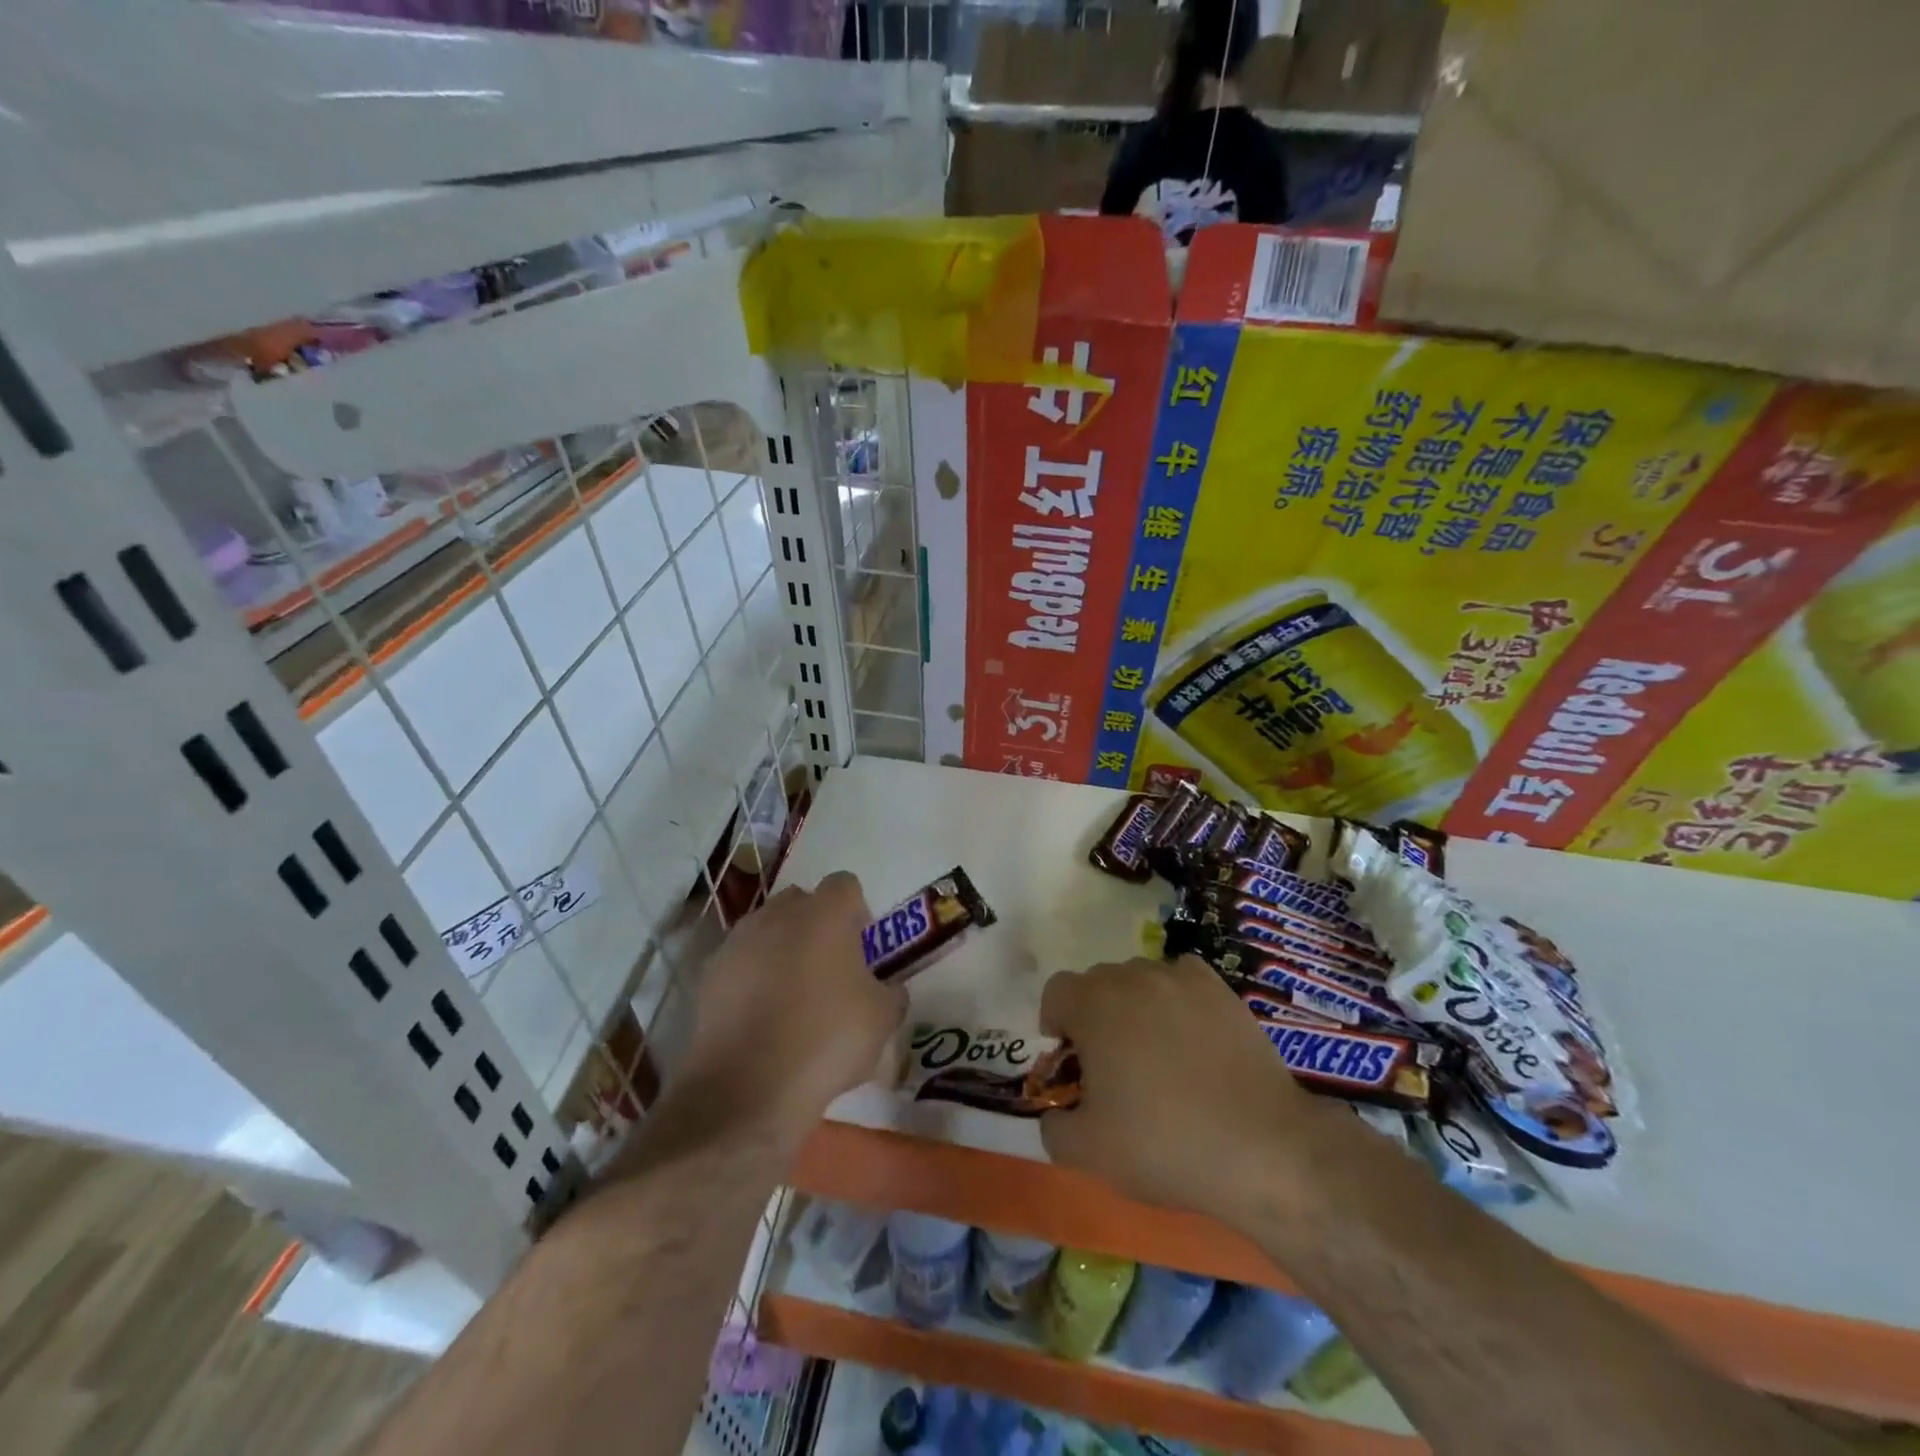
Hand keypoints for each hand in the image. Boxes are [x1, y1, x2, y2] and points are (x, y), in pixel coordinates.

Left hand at [680, 872, 905, 1143]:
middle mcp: (778, 915)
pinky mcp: (709, 975)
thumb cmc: (827, 1039)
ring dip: (782, 950)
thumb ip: (891, 993)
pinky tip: (762, 1018)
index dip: (857, 911)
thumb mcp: (883, 1019)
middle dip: (816, 925)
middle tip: (830, 968)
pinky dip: (752, 978)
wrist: (747, 1087)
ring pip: (767, 930)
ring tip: (793, 996)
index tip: (862, 947)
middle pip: (802, 902)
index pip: (845, 885)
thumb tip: (888, 989)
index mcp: (824, 914)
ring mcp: (738, 942)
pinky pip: (741, 962)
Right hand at [1038, 956, 1346, 1228]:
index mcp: (1094, 1005)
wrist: (1262, 1148)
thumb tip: (1056, 1110)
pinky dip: (1176, 998)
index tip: (1074, 1063)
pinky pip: (1181, 978)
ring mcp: (1180, 978)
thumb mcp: (1088, 1152)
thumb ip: (1054, 1125)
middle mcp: (1133, 977)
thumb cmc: (1165, 1145)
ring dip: (1134, 1006)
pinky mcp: (1220, 989)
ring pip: (1139, 978)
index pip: (1056, 993)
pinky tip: (1191, 1036)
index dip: (1056, 1026)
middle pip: (1097, 982)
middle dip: (1094, 1016)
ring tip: (1157, 1053)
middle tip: (1113, 1065)